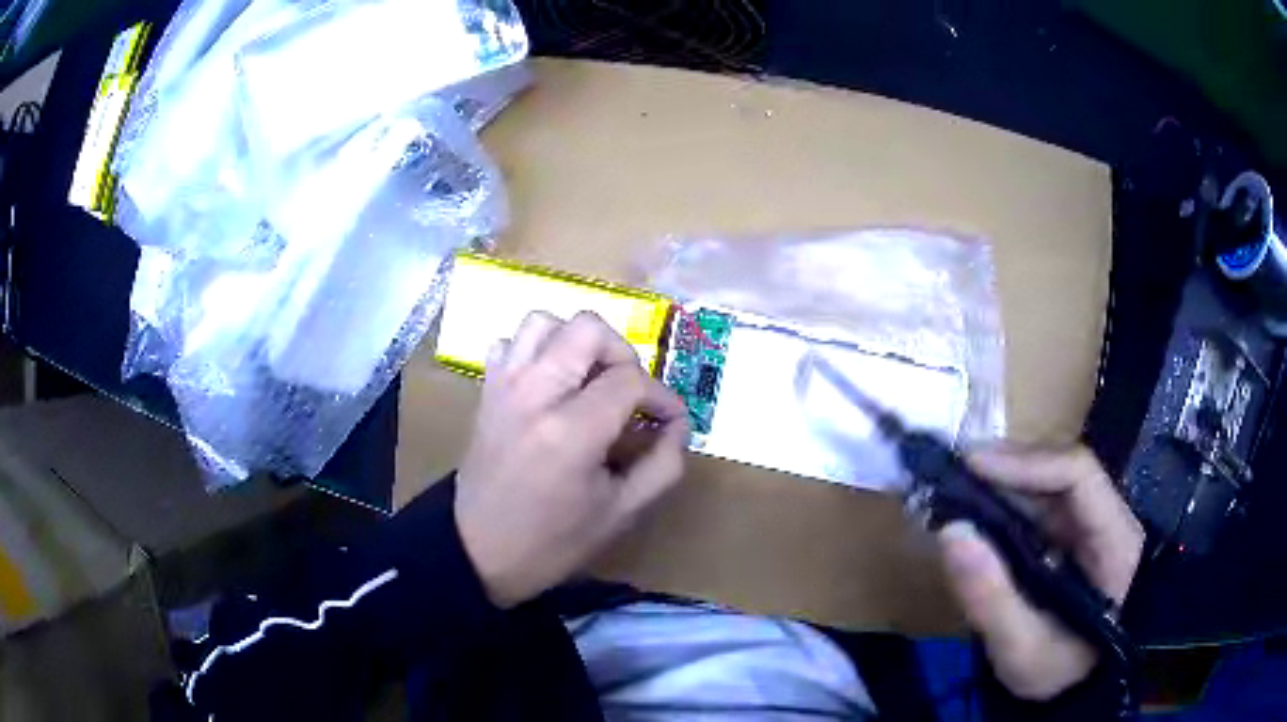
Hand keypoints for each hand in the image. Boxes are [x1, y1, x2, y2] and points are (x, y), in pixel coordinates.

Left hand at [454, 311, 689, 607]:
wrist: (478, 552)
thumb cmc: (553, 542)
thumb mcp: (621, 513)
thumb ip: (663, 464)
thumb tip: (678, 424)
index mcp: (571, 430)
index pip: (630, 379)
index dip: (662, 396)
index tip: (670, 421)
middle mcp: (534, 393)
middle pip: (587, 328)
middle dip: (622, 353)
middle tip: (629, 392)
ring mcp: (504, 386)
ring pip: (545, 321)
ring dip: (576, 343)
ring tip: (589, 381)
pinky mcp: (487, 390)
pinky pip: (511, 342)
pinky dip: (536, 351)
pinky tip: (550, 385)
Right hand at [937, 445, 1143, 699]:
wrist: (1080, 686)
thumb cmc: (1060, 672)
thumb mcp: (1023, 651)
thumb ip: (991, 599)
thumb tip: (950, 532)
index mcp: (1116, 541)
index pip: (1079, 475)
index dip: (1028, 463)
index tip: (972, 465)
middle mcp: (1109, 518)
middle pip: (1062, 471)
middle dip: (1007, 468)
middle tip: (952, 473)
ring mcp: (1092, 525)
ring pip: (1049, 485)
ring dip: (1003, 482)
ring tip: (956, 487)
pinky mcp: (1073, 537)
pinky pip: (1041, 507)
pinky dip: (1006, 503)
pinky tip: (977, 510)